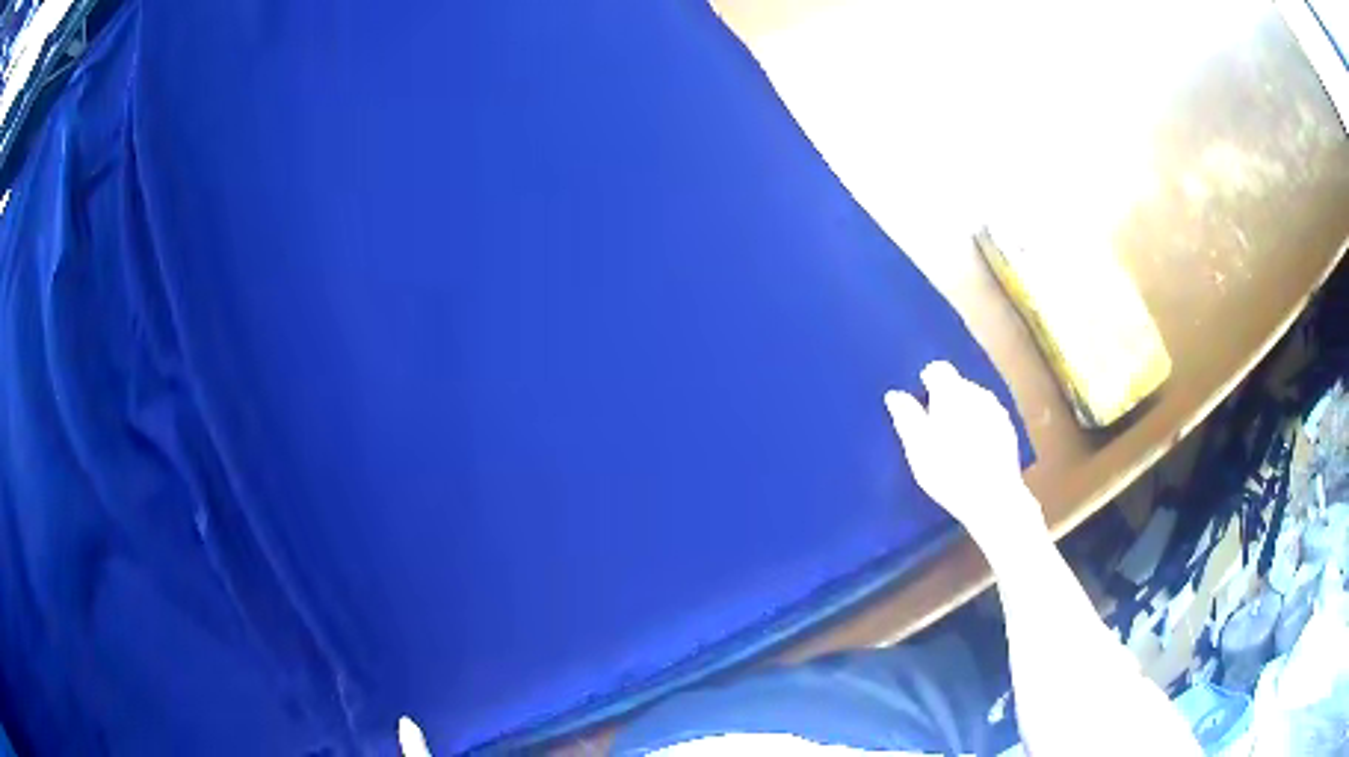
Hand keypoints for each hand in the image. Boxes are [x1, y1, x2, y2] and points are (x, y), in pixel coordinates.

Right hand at [884, 361, 1042, 545]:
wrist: (993, 497)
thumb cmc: (948, 470)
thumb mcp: (917, 448)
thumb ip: (906, 416)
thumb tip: (895, 395)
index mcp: (952, 392)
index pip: (938, 369)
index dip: (926, 383)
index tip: (920, 408)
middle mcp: (977, 392)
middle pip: (957, 384)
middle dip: (946, 399)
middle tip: (934, 430)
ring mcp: (997, 410)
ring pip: (974, 400)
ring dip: (964, 412)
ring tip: (955, 442)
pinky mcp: (1008, 429)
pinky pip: (988, 417)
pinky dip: (979, 426)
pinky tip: (974, 451)